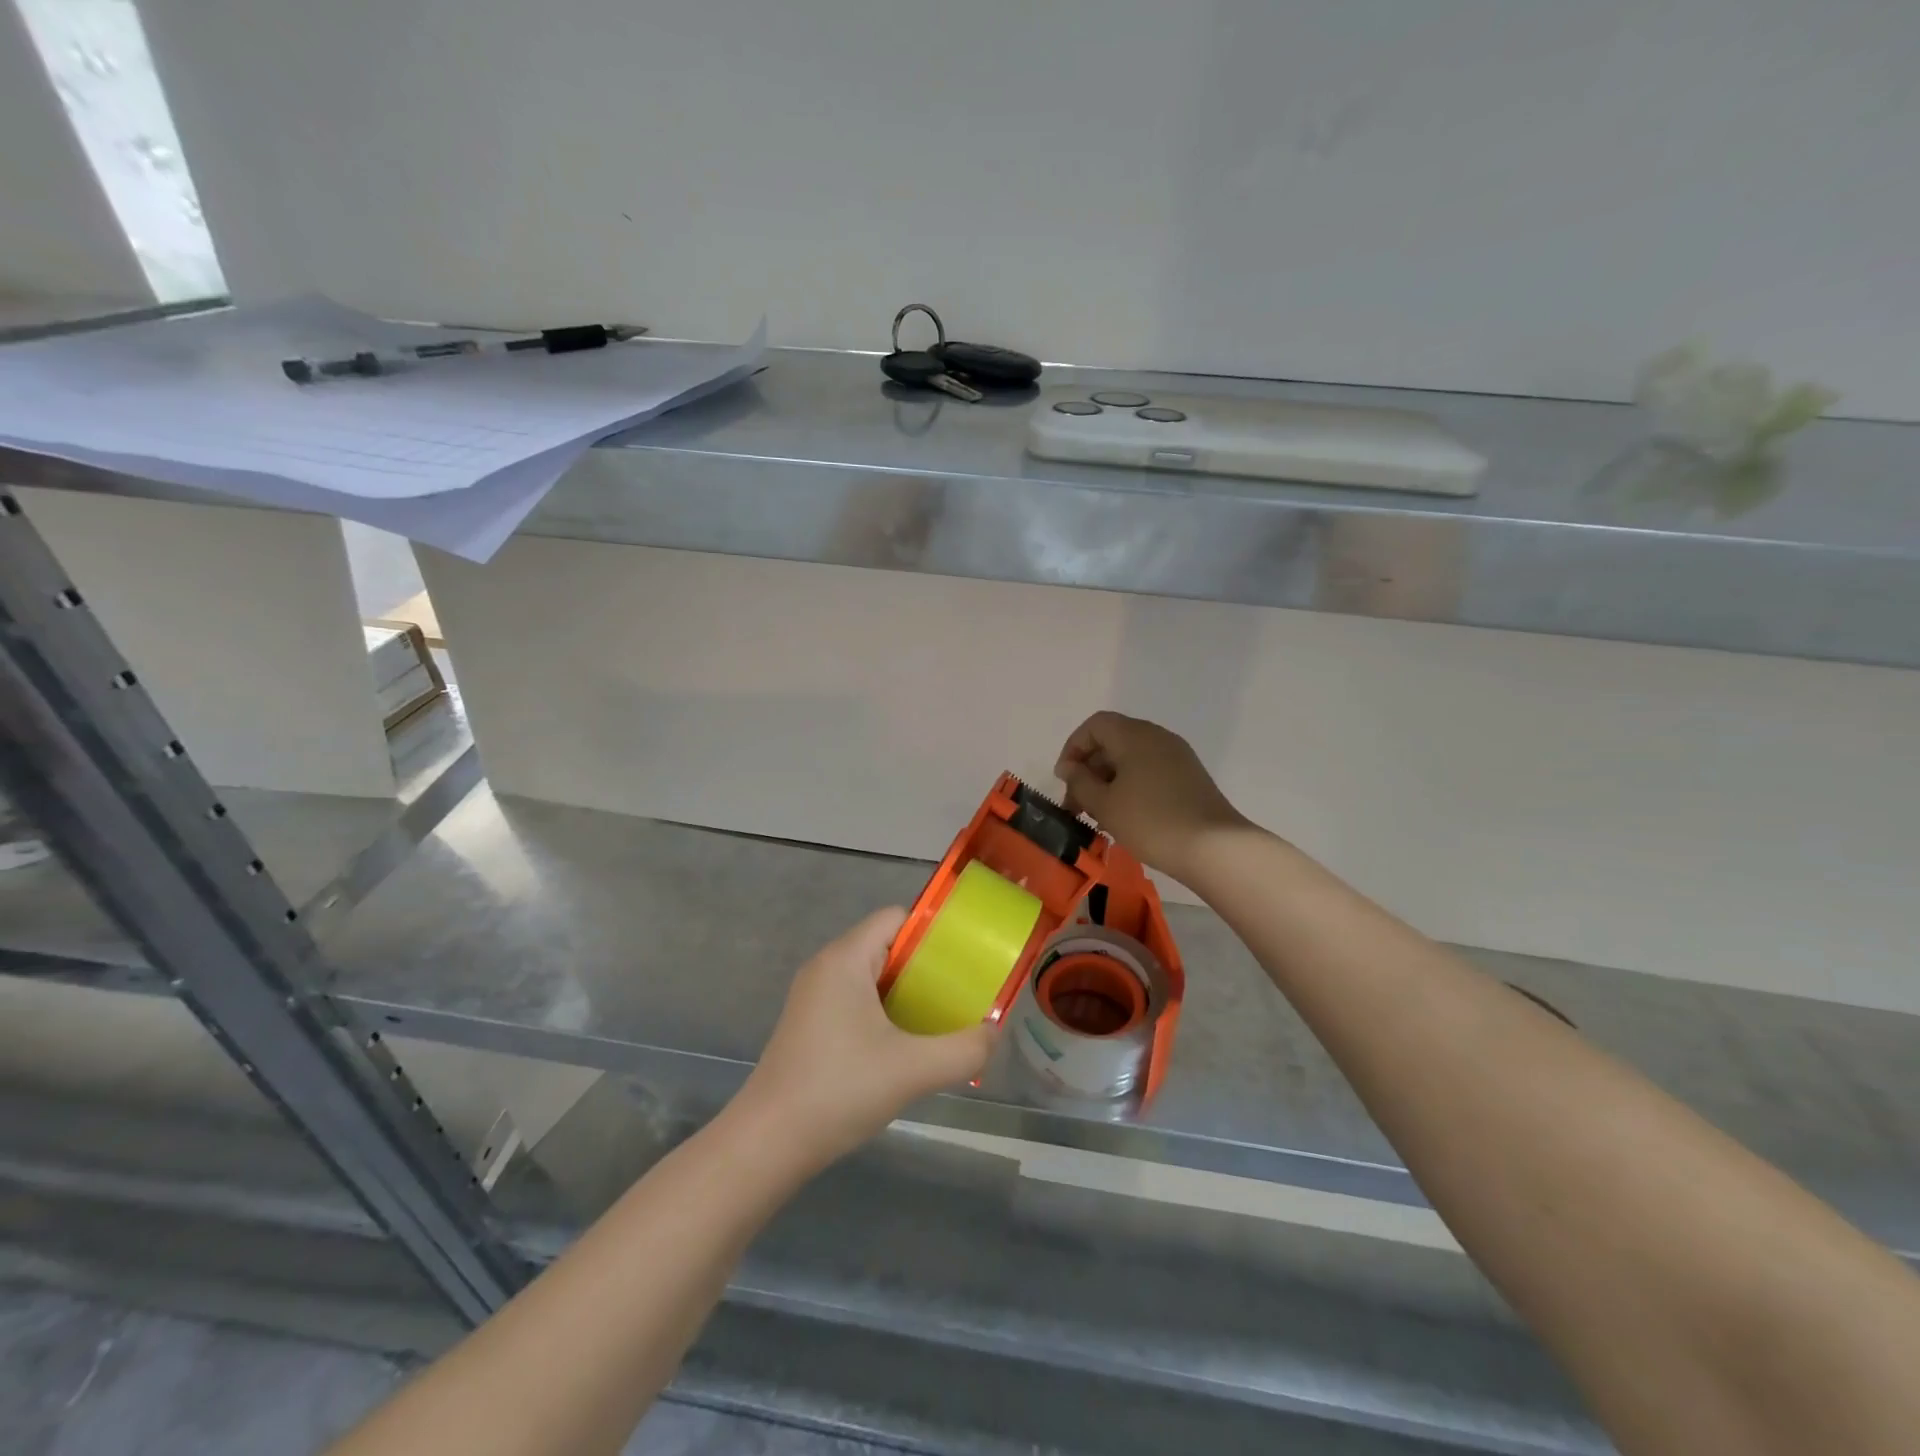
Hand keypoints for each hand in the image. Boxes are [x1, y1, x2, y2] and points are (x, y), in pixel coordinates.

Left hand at [739, 908, 994, 1170]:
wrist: (768, 1144)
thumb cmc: (839, 1090)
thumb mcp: (913, 1069)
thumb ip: (964, 1049)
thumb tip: (993, 1034)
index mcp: (845, 958)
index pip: (896, 918)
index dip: (933, 932)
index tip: (966, 958)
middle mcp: (826, 967)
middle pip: (886, 946)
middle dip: (926, 966)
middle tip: (961, 993)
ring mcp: (813, 997)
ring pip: (871, 977)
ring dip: (906, 993)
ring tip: (941, 1019)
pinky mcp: (809, 1025)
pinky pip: (856, 1001)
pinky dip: (884, 1012)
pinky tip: (905, 1046)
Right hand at [1054, 711, 1250, 881]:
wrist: (1213, 847)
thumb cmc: (1150, 821)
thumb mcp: (1104, 803)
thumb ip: (1080, 782)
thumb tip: (1070, 767)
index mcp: (1134, 735)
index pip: (1095, 726)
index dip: (1073, 748)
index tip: (1064, 780)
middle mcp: (1157, 737)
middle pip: (1113, 741)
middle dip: (1089, 770)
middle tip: (1077, 804)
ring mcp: (1177, 756)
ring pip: (1131, 759)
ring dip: (1109, 782)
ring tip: (1098, 815)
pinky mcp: (1189, 777)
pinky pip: (1150, 771)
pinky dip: (1131, 787)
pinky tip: (1125, 817)